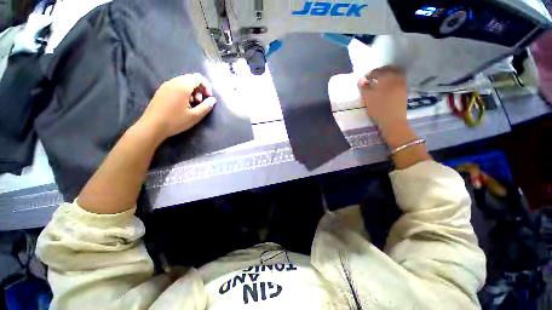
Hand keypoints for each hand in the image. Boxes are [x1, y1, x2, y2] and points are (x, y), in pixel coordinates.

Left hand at [138, 73, 216, 140]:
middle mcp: (173, 82)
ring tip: (192, 105)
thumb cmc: (176, 121)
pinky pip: (176, 86)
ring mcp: (166, 85)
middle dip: (199, 89)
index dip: (206, 86)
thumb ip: (206, 106)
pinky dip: (183, 92)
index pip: (198, 77)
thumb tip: (213, 99)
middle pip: (191, 78)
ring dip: (192, 91)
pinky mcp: (161, 91)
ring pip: (183, 82)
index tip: (208, 97)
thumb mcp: (195, 116)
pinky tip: (183, 104)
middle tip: (200, 102)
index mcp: (183, 86)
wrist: (152, 126)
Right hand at [358, 67, 413, 147]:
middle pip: (389, 70)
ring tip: (380, 81)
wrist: (394, 121)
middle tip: (373, 77)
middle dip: (380, 72)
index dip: (370, 74)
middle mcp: (396, 79)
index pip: (378, 72)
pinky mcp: (405, 91)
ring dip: (387, 76)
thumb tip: (360, 79)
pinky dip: (392, 81)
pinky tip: (387, 87)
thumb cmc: (379, 109)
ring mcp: (402, 85)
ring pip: (395, 75)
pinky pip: (398, 81)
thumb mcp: (368, 99)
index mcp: (387, 79)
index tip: (365, 78)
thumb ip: (364, 88)